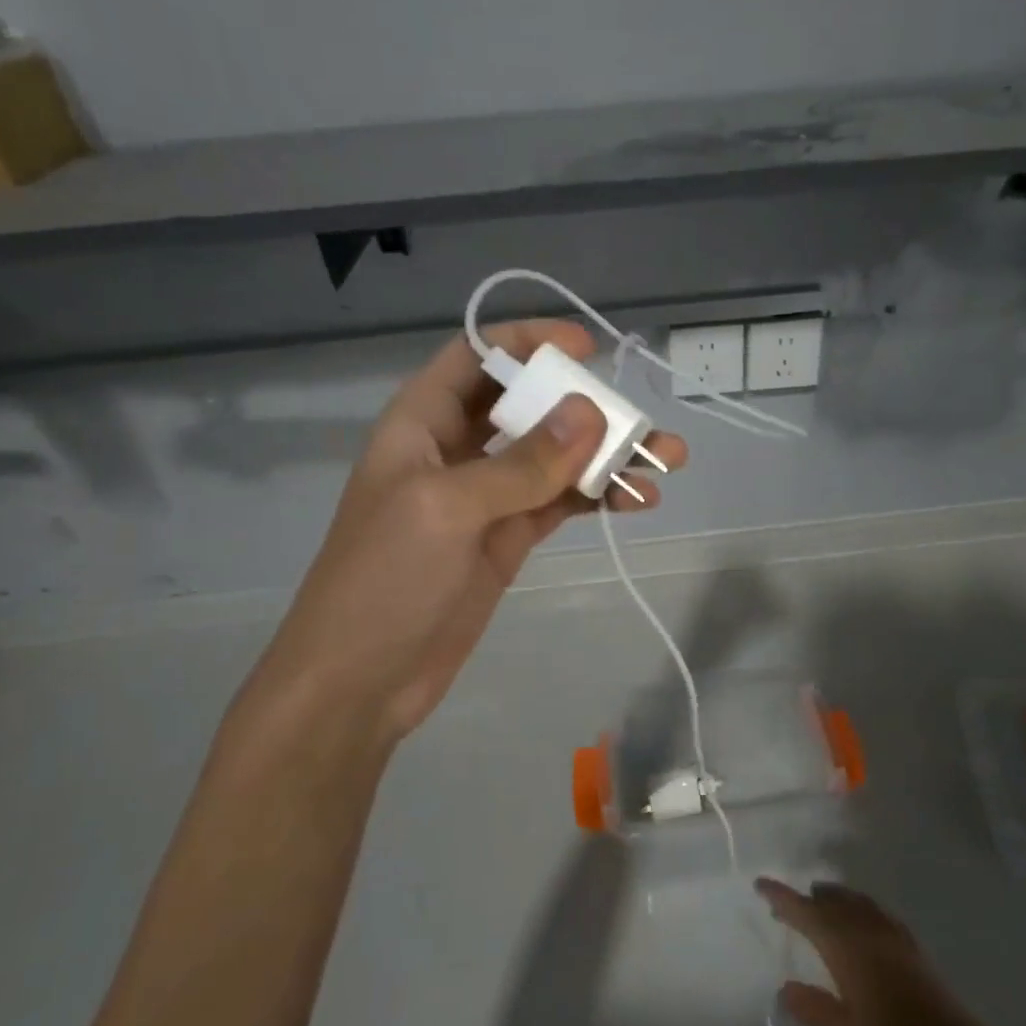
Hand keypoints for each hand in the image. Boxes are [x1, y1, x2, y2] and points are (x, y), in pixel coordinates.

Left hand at [251, 320, 685, 742]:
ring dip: (607, 455)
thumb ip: (521, 463)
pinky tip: (637, 500)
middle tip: (641, 420)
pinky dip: (598, 498)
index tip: (587, 349)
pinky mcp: (508, 539)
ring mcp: (486, 497)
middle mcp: (457, 450)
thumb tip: (590, 412)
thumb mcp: (447, 509)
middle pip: (528, 406)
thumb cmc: (384, 581)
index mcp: (423, 423)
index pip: (476, 358)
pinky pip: (560, 503)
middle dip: (586, 406)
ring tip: (665, 461)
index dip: (527, 342)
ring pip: (554, 458)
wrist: (360, 683)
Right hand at [756, 878, 1024, 1025]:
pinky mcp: (910, 943)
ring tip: (819, 901)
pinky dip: (857, 905)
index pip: (806, 911)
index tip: (761, 883)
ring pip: (855, 900)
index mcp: (845, 945)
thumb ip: (812, 1010)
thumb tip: (784, 988)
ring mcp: (891, 932)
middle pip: (831, 899)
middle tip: (786, 904)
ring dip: (833, 897)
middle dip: (807, 898)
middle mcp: (866, 928)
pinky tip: (860, 918)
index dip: (782, 896)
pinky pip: (874, 909)